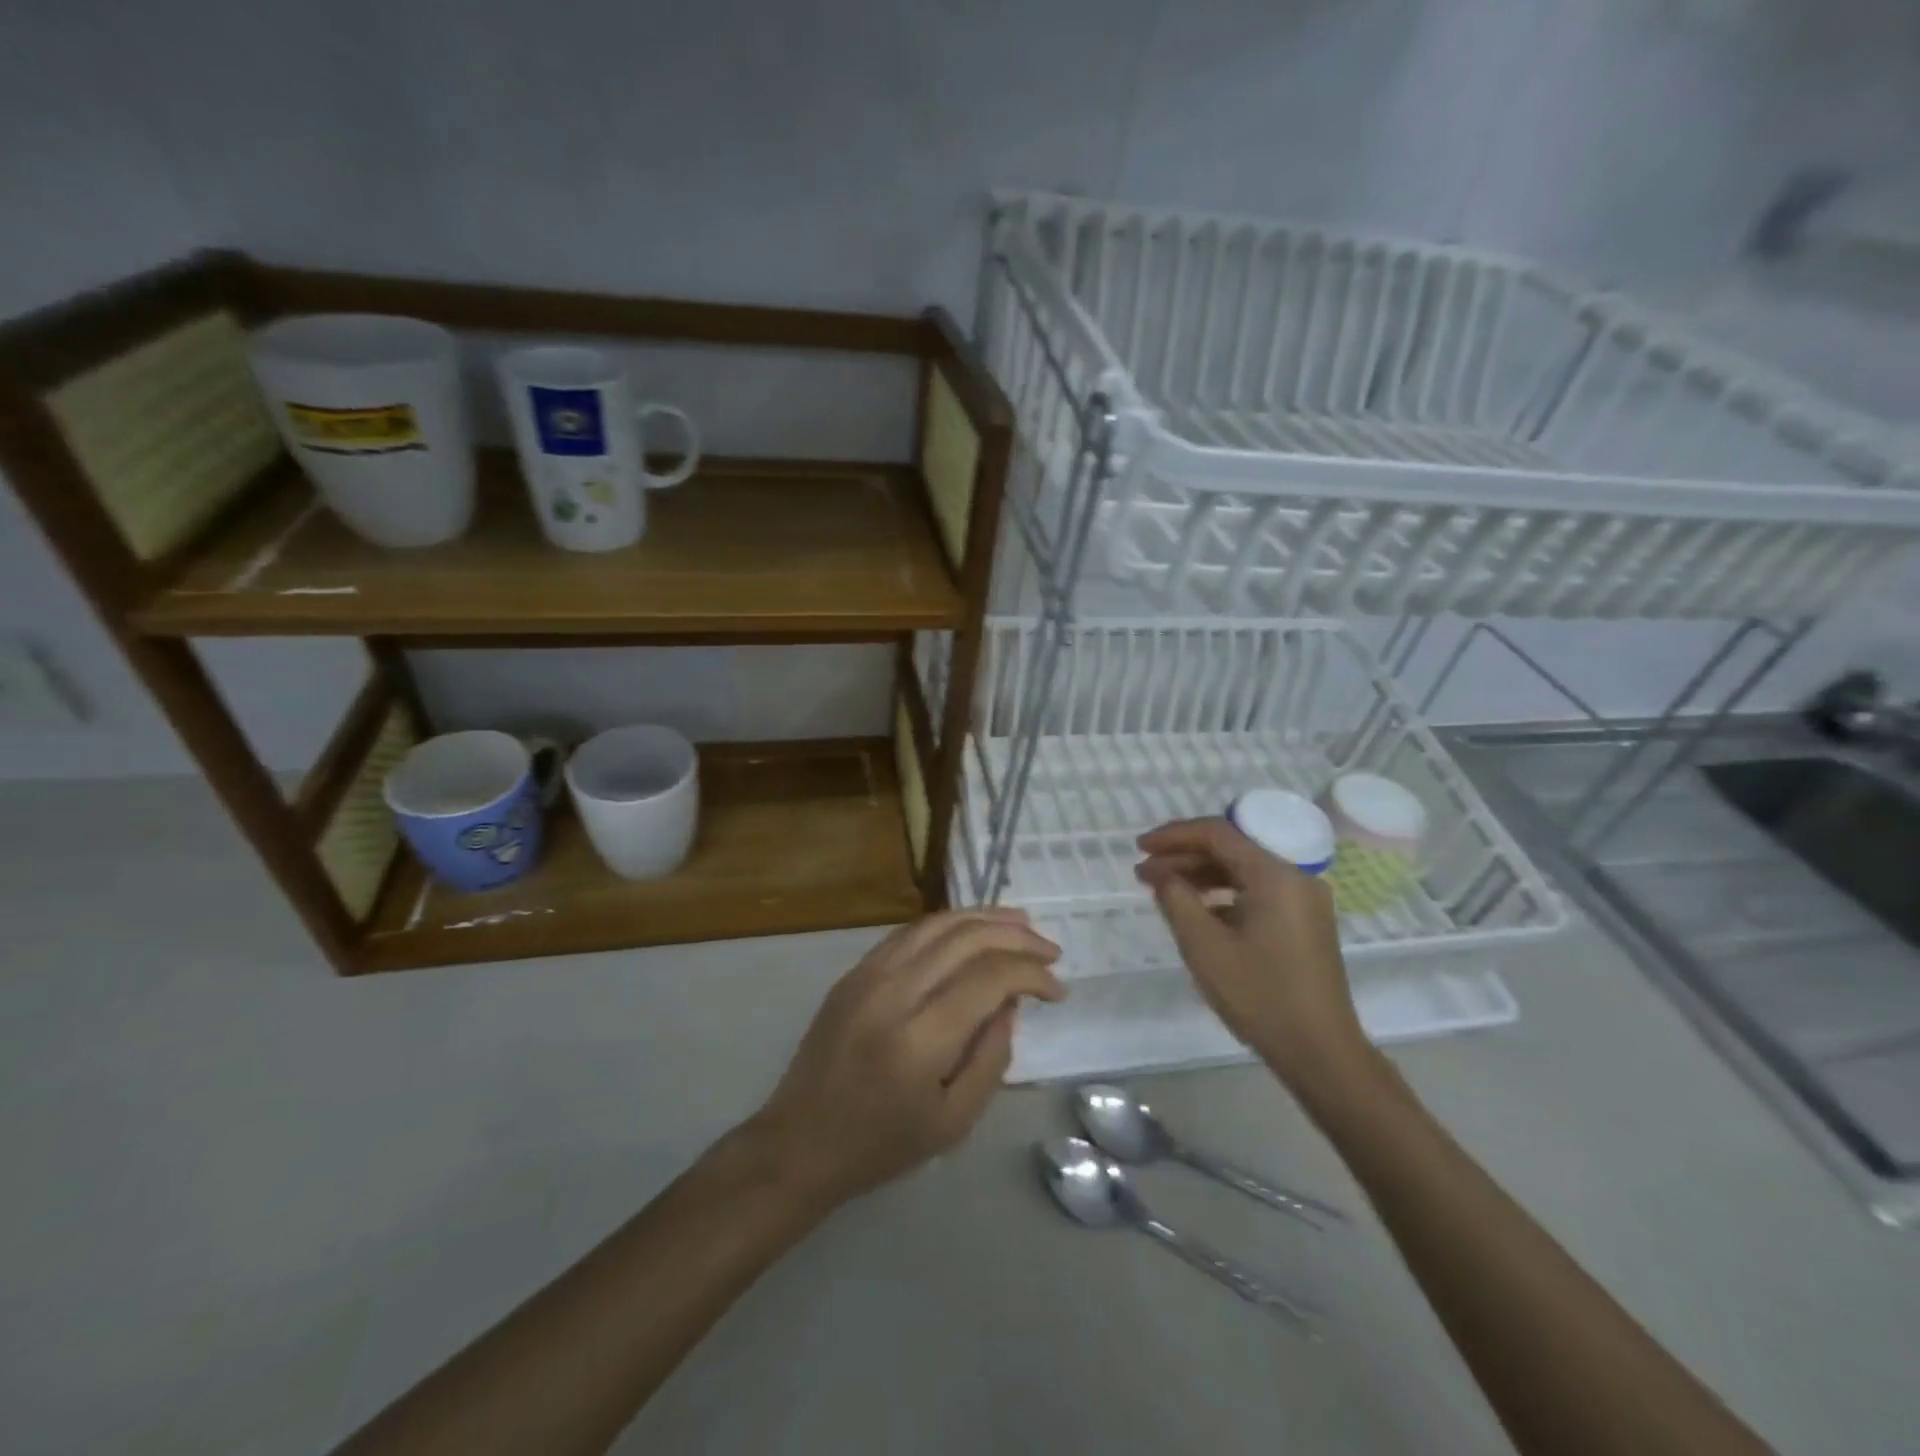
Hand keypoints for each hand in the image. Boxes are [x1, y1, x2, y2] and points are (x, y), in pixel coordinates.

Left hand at [750, 909, 1063, 1206]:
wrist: (800, 1141)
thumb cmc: (881, 1144)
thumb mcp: (954, 1122)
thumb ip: (991, 1057)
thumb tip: (1011, 1002)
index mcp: (919, 1039)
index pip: (989, 978)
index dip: (1032, 974)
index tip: (1058, 990)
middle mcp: (893, 993)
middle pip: (966, 939)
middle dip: (1017, 936)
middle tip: (1050, 950)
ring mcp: (868, 975)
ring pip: (937, 924)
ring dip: (984, 918)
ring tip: (1021, 923)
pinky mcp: (854, 971)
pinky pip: (909, 932)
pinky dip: (948, 924)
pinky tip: (970, 930)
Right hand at [1136, 818, 1370, 1095]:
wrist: (1321, 1051)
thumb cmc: (1259, 995)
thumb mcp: (1204, 946)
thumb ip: (1176, 899)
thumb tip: (1162, 873)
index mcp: (1275, 874)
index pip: (1218, 833)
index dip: (1174, 836)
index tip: (1140, 848)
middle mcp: (1295, 876)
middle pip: (1232, 849)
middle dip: (1184, 856)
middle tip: (1144, 873)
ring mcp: (1304, 900)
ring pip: (1244, 870)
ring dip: (1202, 874)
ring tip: (1164, 890)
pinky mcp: (1306, 922)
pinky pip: (1258, 891)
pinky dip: (1225, 893)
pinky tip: (1198, 910)